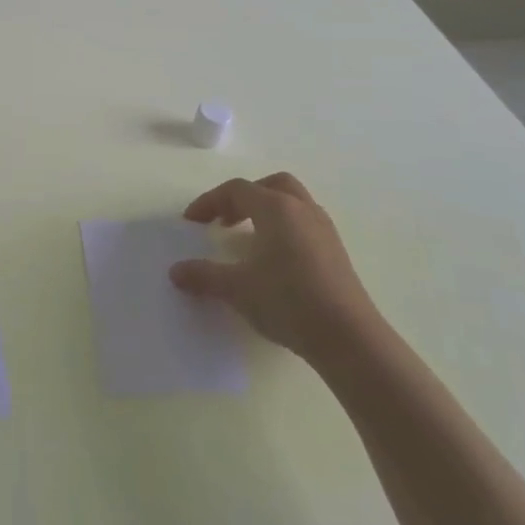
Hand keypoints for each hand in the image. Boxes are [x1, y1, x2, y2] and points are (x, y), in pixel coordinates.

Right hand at [169, 172, 380, 365]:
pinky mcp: (337, 252)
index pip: (237, 190)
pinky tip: (274, 259)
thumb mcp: (237, 288)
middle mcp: (302, 210)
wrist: (349, 338)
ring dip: (266, 211)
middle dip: (244, 197)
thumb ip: (204, 275)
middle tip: (225, 220)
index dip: (209, 202)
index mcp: (276, 209)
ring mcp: (324, 230)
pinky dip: (284, 228)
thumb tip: (175, 271)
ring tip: (248, 238)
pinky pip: (305, 223)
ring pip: (292, 202)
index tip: (191, 222)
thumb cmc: (288, 301)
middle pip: (271, 185)